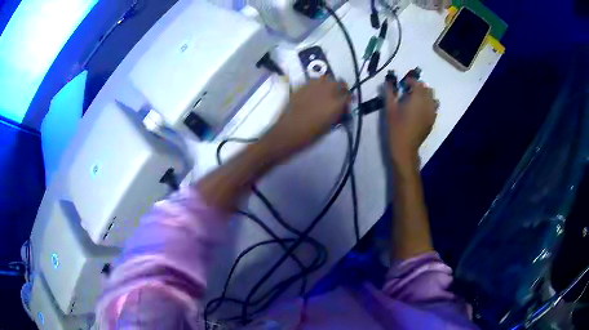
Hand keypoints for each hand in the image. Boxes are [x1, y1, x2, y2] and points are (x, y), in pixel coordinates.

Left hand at [260, 76, 350, 160]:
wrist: (288, 132)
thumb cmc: (310, 135)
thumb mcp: (329, 126)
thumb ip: (337, 114)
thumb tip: (340, 109)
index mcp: (336, 103)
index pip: (348, 95)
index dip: (348, 99)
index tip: (346, 105)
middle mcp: (327, 91)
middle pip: (339, 83)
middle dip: (340, 89)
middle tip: (337, 98)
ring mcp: (313, 86)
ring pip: (326, 79)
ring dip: (328, 84)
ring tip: (325, 94)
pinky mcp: (301, 86)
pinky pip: (314, 81)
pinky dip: (317, 85)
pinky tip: (313, 94)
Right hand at [386, 78, 437, 166]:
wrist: (405, 148)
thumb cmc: (396, 128)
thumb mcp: (390, 110)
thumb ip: (390, 93)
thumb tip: (389, 82)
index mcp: (416, 100)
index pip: (417, 84)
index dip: (411, 81)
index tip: (404, 83)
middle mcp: (427, 105)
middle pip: (427, 89)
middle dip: (419, 87)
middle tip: (409, 90)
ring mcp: (431, 113)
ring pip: (432, 97)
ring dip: (425, 95)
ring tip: (416, 99)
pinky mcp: (432, 120)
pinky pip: (434, 107)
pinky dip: (429, 104)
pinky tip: (421, 109)